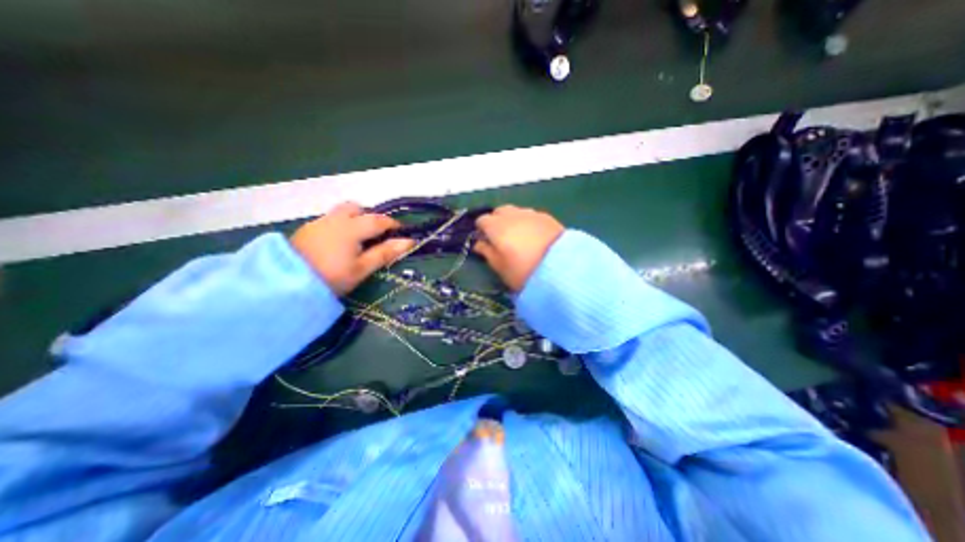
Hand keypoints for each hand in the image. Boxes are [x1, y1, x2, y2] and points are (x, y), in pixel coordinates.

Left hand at [291, 201, 415, 295]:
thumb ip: (385, 252)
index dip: (393, 224)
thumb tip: (410, 241)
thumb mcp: (362, 268)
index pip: (378, 220)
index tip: (402, 232)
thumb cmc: (332, 277)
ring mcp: (318, 223)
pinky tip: (338, 244)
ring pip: (341, 213)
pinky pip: (329, 220)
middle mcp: (335, 219)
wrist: (286, 284)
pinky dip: (340, 226)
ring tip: (358, 240)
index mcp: (351, 227)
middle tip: (376, 235)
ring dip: (354, 220)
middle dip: (369, 217)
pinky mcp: (307, 230)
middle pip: (356, 208)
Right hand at [472, 203, 562, 291]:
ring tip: (518, 236)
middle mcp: (512, 215)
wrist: (561, 268)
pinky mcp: (546, 216)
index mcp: (497, 227)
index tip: (485, 240)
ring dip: (512, 219)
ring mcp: (530, 213)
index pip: (482, 220)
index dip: (481, 229)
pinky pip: (530, 214)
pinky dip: (527, 221)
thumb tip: (478, 243)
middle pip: (499, 211)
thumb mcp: (500, 267)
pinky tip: (533, 235)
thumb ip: (487, 252)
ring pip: (515, 211)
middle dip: (496, 221)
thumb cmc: (524, 271)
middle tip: (501, 238)